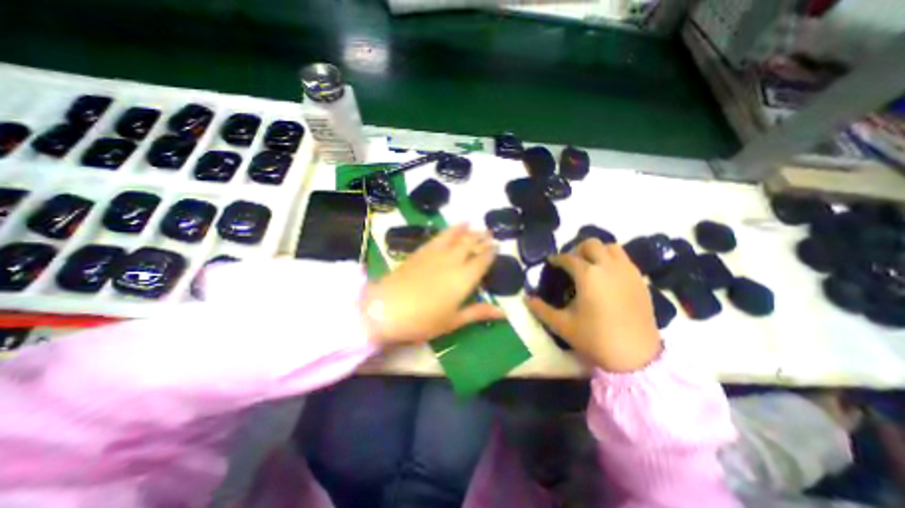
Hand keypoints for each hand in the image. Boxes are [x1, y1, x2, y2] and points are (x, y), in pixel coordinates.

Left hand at [360, 222, 504, 345]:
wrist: (387, 308)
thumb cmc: (423, 320)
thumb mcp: (453, 321)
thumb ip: (478, 312)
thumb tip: (504, 313)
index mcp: (464, 278)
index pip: (482, 261)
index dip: (491, 252)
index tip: (497, 246)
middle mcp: (454, 261)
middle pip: (471, 244)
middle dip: (482, 238)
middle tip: (490, 234)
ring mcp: (437, 253)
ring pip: (458, 237)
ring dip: (469, 231)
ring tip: (477, 226)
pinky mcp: (422, 250)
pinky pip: (441, 236)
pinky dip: (451, 229)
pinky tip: (456, 226)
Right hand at [528, 238, 662, 373]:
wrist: (636, 356)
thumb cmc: (595, 338)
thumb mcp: (562, 324)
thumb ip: (541, 309)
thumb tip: (526, 298)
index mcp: (588, 275)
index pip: (568, 258)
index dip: (556, 258)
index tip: (551, 263)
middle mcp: (608, 266)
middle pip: (591, 244)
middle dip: (577, 249)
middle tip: (571, 263)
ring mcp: (627, 271)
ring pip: (611, 247)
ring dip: (597, 251)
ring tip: (590, 265)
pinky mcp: (640, 279)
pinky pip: (624, 259)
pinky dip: (612, 259)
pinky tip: (607, 276)